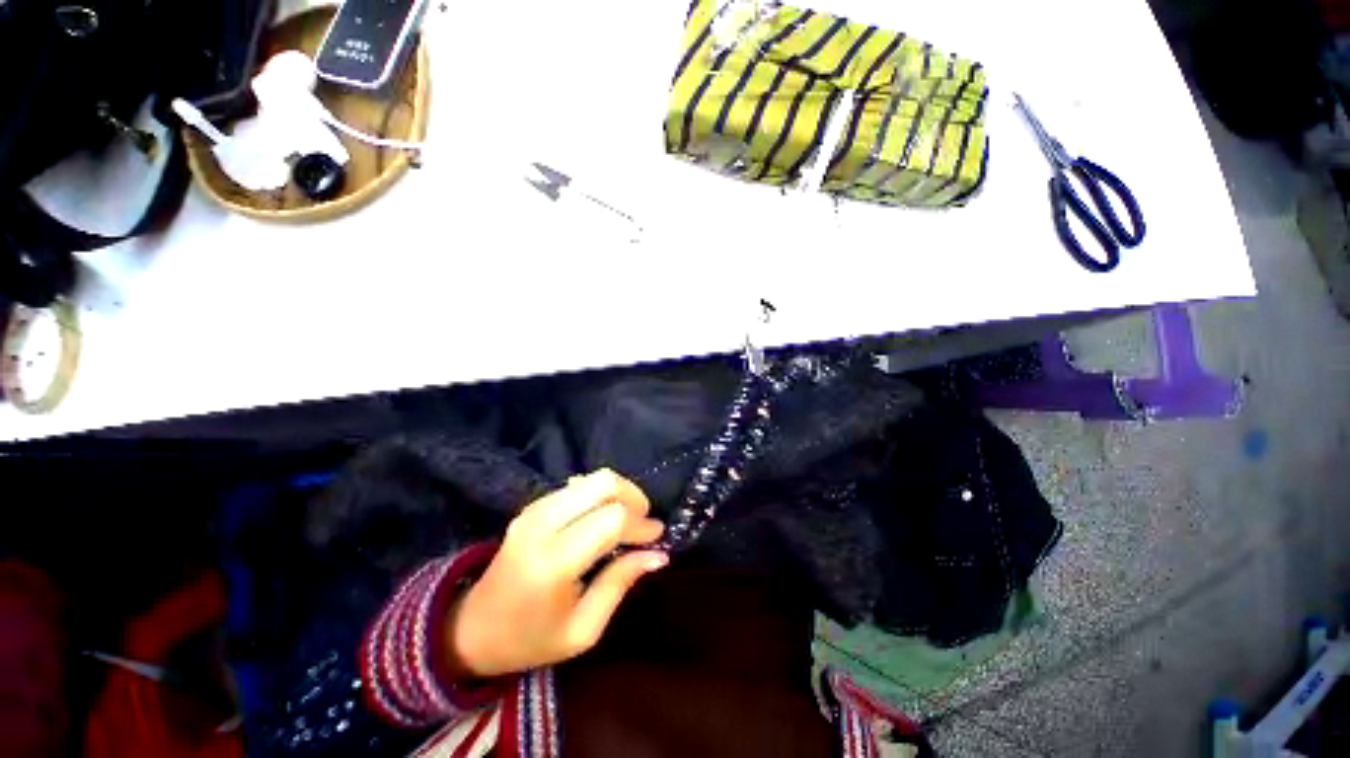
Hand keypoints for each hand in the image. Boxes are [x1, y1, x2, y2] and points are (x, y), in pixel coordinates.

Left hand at [446, 469, 666, 677]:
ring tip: (628, 519)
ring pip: (592, 478)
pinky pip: (577, 485)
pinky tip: (604, 516)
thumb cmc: (531, 639)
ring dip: (618, 493)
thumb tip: (658, 554)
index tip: (656, 537)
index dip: (641, 524)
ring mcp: (534, 510)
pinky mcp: (533, 505)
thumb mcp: (583, 629)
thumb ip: (620, 583)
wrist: (473, 629)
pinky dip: (599, 494)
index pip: (612, 520)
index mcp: (554, 562)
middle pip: (603, 484)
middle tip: (644, 522)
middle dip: (633, 497)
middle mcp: (543, 525)